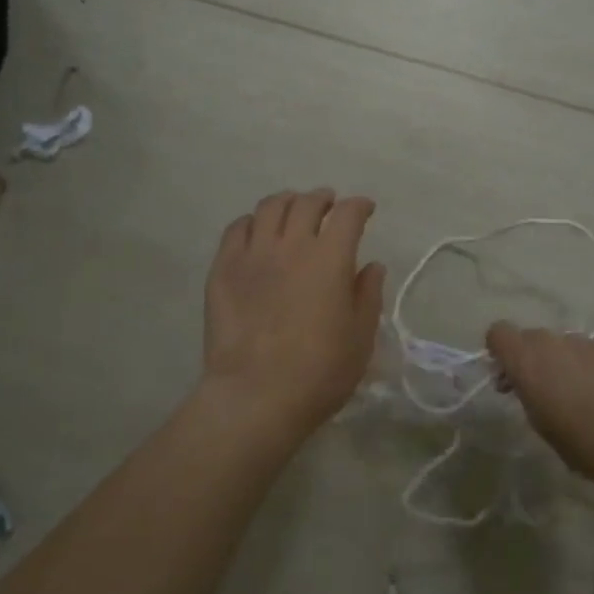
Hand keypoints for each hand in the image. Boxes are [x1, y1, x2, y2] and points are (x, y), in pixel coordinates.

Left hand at [200, 189, 386, 441]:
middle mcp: (291, 245)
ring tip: (292, 210)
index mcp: (330, 258)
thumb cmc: (320, 371)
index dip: (359, 206)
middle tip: (328, 205)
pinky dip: (252, 222)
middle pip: (306, 203)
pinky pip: (236, 229)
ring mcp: (252, 254)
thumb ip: (367, 295)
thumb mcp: (360, 337)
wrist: (256, 395)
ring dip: (287, 202)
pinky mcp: (223, 269)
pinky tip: (257, 232)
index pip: (348, 214)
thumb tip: (371, 266)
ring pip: (269, 208)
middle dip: (322, 199)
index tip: (365, 209)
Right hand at [485, 324, 593, 485]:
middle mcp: (551, 341)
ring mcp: (582, 342)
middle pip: (529, 338)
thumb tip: (527, 384)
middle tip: (537, 391)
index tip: (507, 377)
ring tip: (573, 394)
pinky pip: (583, 351)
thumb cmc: (580, 440)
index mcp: (526, 358)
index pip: (498, 333)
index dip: (499, 351)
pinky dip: (582, 365)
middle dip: (529, 358)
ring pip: (558, 344)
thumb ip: (527, 394)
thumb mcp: (539, 423)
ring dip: (557, 361)